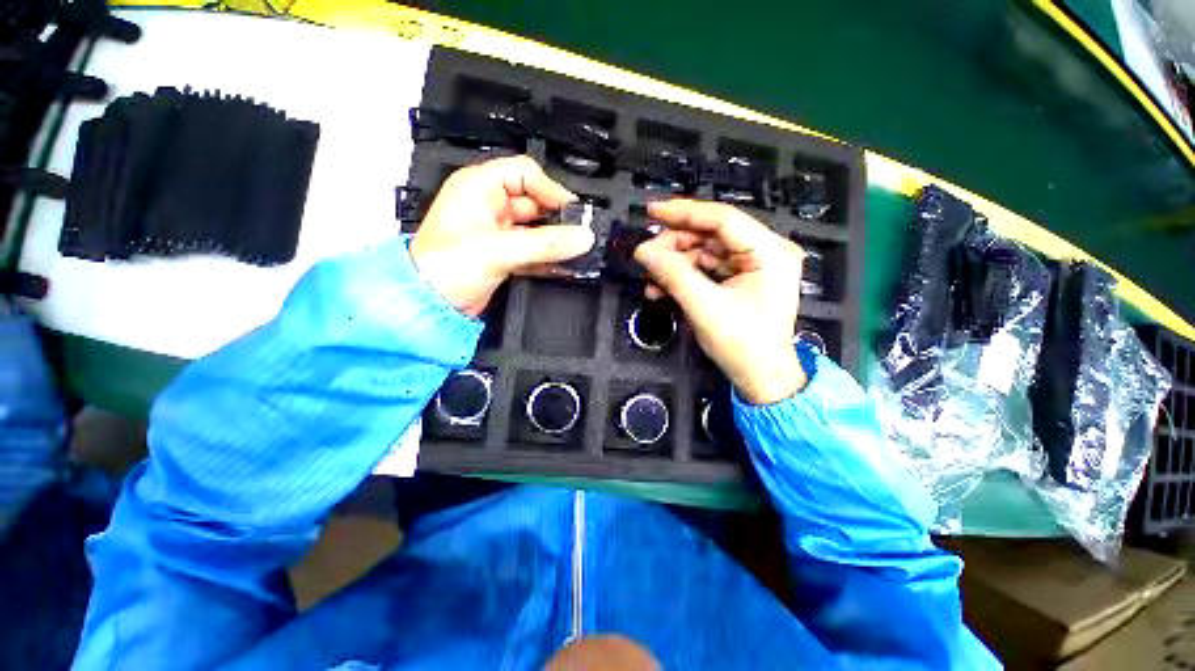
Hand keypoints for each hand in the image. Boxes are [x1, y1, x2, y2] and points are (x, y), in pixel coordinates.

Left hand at [410, 156, 595, 316]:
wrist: (430, 305)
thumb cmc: (441, 268)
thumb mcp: (499, 250)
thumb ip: (546, 243)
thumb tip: (581, 236)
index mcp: (478, 187)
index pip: (526, 174)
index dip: (551, 190)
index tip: (572, 212)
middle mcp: (489, 206)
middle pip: (535, 203)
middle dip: (558, 220)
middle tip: (578, 235)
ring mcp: (497, 232)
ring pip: (536, 230)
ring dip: (555, 242)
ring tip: (575, 252)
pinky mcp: (503, 256)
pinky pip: (533, 251)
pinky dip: (548, 258)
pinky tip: (563, 266)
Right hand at [634, 199, 806, 404]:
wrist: (760, 379)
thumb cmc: (743, 345)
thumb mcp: (704, 307)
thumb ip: (673, 274)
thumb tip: (644, 251)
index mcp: (770, 252)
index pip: (723, 219)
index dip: (684, 212)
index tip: (652, 211)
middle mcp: (765, 252)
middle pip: (711, 235)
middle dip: (675, 245)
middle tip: (646, 256)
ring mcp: (752, 266)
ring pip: (704, 252)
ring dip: (675, 264)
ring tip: (650, 278)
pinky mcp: (740, 280)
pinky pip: (706, 269)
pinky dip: (683, 277)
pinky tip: (661, 289)